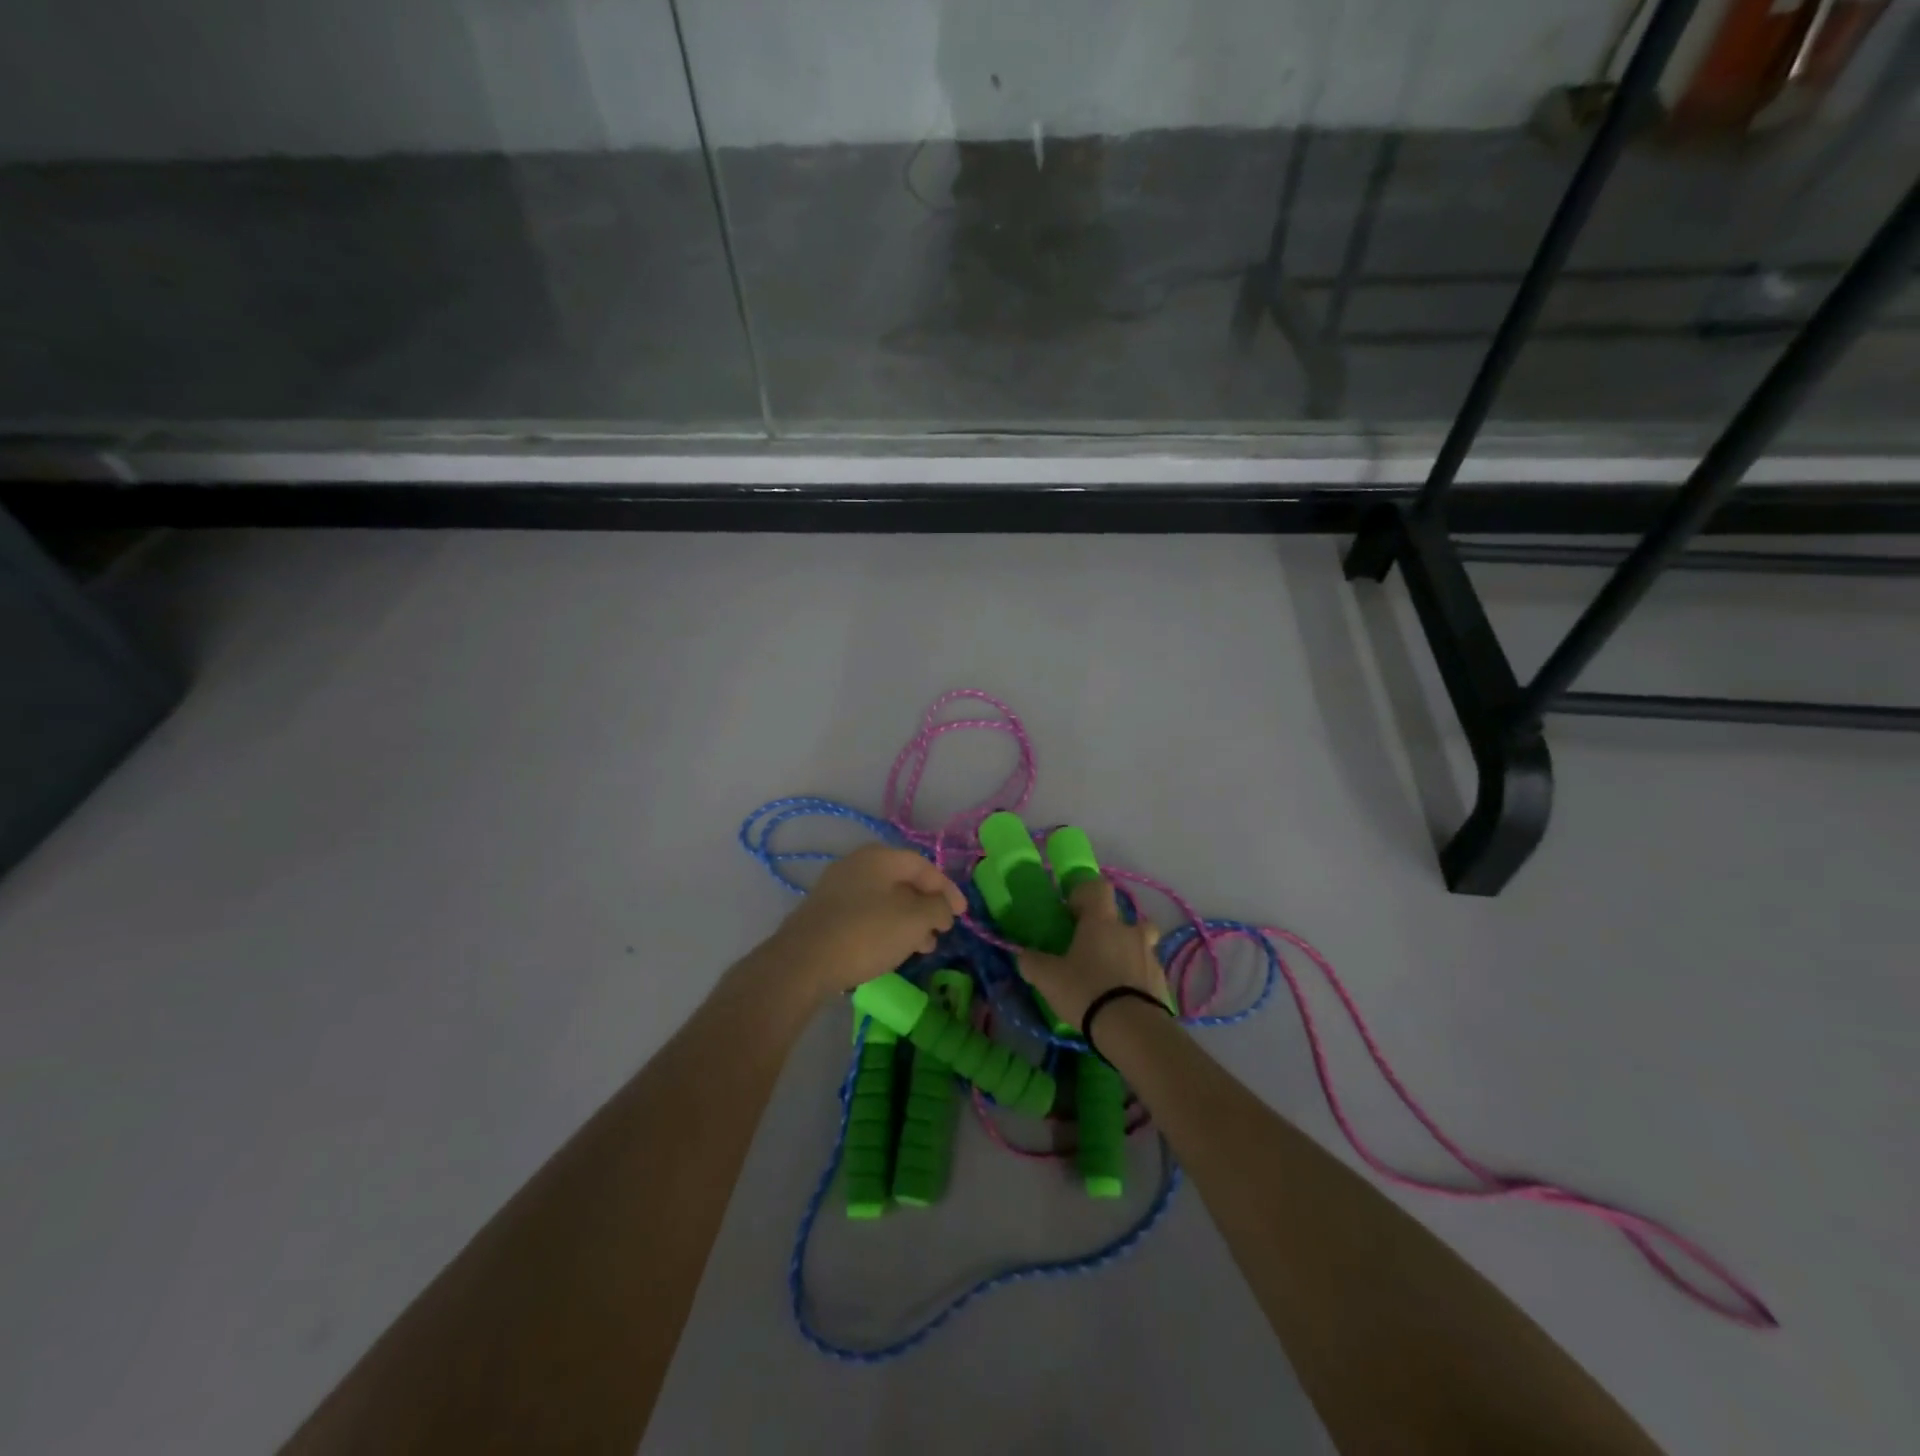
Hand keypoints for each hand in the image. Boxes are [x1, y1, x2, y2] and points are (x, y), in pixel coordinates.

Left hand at [764, 844, 967, 997]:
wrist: (802, 963)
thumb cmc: (866, 934)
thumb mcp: (914, 921)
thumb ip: (937, 909)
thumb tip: (941, 907)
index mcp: (879, 857)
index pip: (923, 866)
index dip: (947, 889)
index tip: (962, 915)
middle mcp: (856, 865)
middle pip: (902, 881)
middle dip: (926, 907)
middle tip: (941, 932)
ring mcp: (836, 888)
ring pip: (884, 900)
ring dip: (908, 920)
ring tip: (921, 948)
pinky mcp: (824, 913)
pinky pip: (865, 913)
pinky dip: (885, 927)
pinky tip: (891, 950)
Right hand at [1016, 877, 1167, 1027]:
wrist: (1132, 1029)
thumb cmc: (1086, 991)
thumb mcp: (1048, 978)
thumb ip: (1032, 962)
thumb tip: (1024, 955)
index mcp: (1101, 921)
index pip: (1098, 888)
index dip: (1085, 894)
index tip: (1072, 913)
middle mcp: (1129, 931)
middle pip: (1125, 916)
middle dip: (1111, 927)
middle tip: (1093, 947)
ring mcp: (1151, 956)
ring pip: (1141, 942)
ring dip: (1128, 951)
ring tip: (1112, 974)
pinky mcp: (1162, 982)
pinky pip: (1149, 970)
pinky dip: (1138, 977)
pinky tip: (1125, 997)